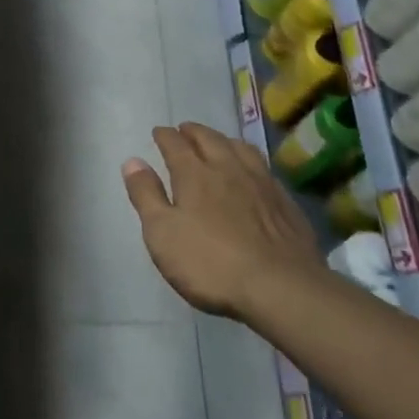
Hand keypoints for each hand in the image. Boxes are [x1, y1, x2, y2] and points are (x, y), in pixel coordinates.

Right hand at [122, 122, 323, 318]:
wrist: (280, 288)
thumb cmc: (210, 263)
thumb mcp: (162, 233)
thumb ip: (146, 195)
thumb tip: (132, 161)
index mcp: (194, 174)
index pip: (175, 144)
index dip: (165, 136)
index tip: (159, 132)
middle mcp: (228, 168)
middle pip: (209, 139)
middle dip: (193, 132)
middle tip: (185, 130)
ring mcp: (261, 183)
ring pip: (241, 148)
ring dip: (224, 140)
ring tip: (218, 142)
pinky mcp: (285, 202)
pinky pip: (264, 168)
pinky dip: (250, 161)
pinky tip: (252, 172)